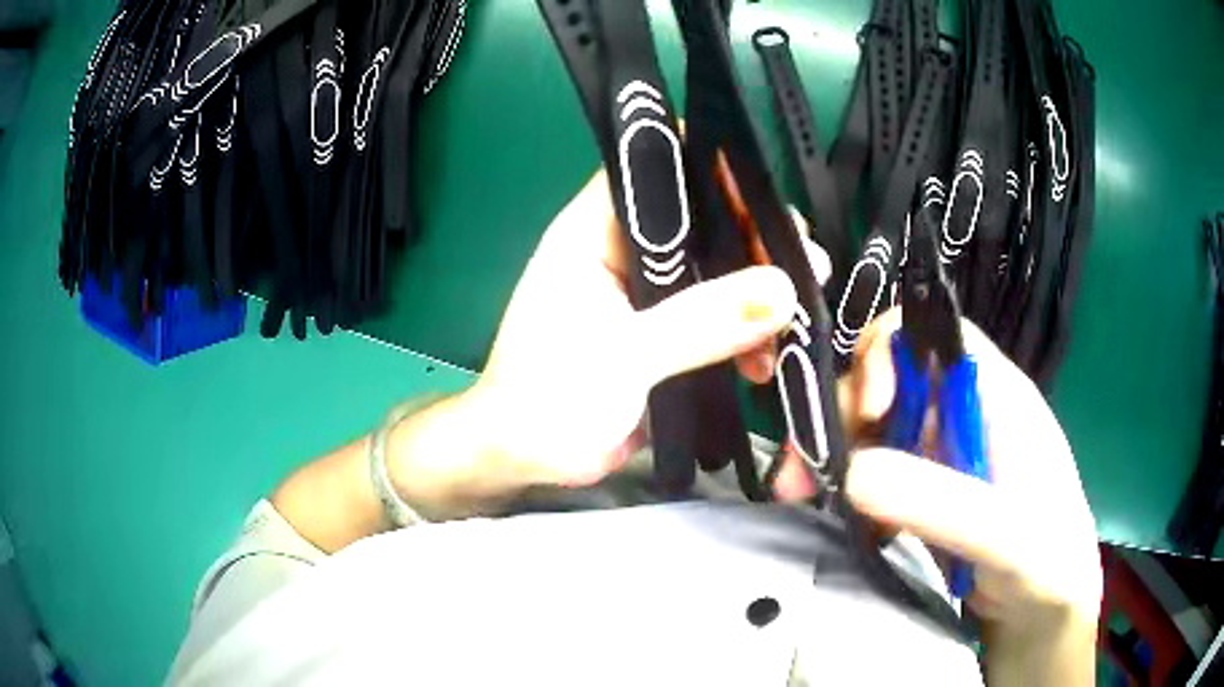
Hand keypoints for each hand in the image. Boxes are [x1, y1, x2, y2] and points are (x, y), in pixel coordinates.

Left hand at [460, 170, 799, 488]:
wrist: (527, 460)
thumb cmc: (549, 399)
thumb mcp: (624, 358)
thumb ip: (700, 322)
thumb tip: (783, 289)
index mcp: (595, 231)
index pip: (660, 170)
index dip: (715, 172)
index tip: (772, 204)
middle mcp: (624, 249)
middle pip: (702, 219)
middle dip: (757, 241)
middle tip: (809, 266)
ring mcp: (648, 293)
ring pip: (716, 270)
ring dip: (759, 293)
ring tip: (800, 321)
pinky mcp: (665, 332)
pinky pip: (717, 316)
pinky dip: (745, 333)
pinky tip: (767, 363)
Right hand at [785, 308, 1100, 666]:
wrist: (1048, 610)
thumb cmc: (1048, 562)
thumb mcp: (1007, 535)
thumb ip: (943, 502)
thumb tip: (852, 470)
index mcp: (993, 395)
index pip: (931, 336)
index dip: (889, 355)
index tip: (867, 413)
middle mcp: (962, 413)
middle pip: (890, 382)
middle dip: (839, 416)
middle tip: (799, 473)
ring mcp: (942, 455)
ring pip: (875, 429)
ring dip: (831, 455)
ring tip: (797, 495)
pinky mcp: (925, 493)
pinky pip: (875, 475)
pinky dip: (844, 490)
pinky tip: (831, 518)